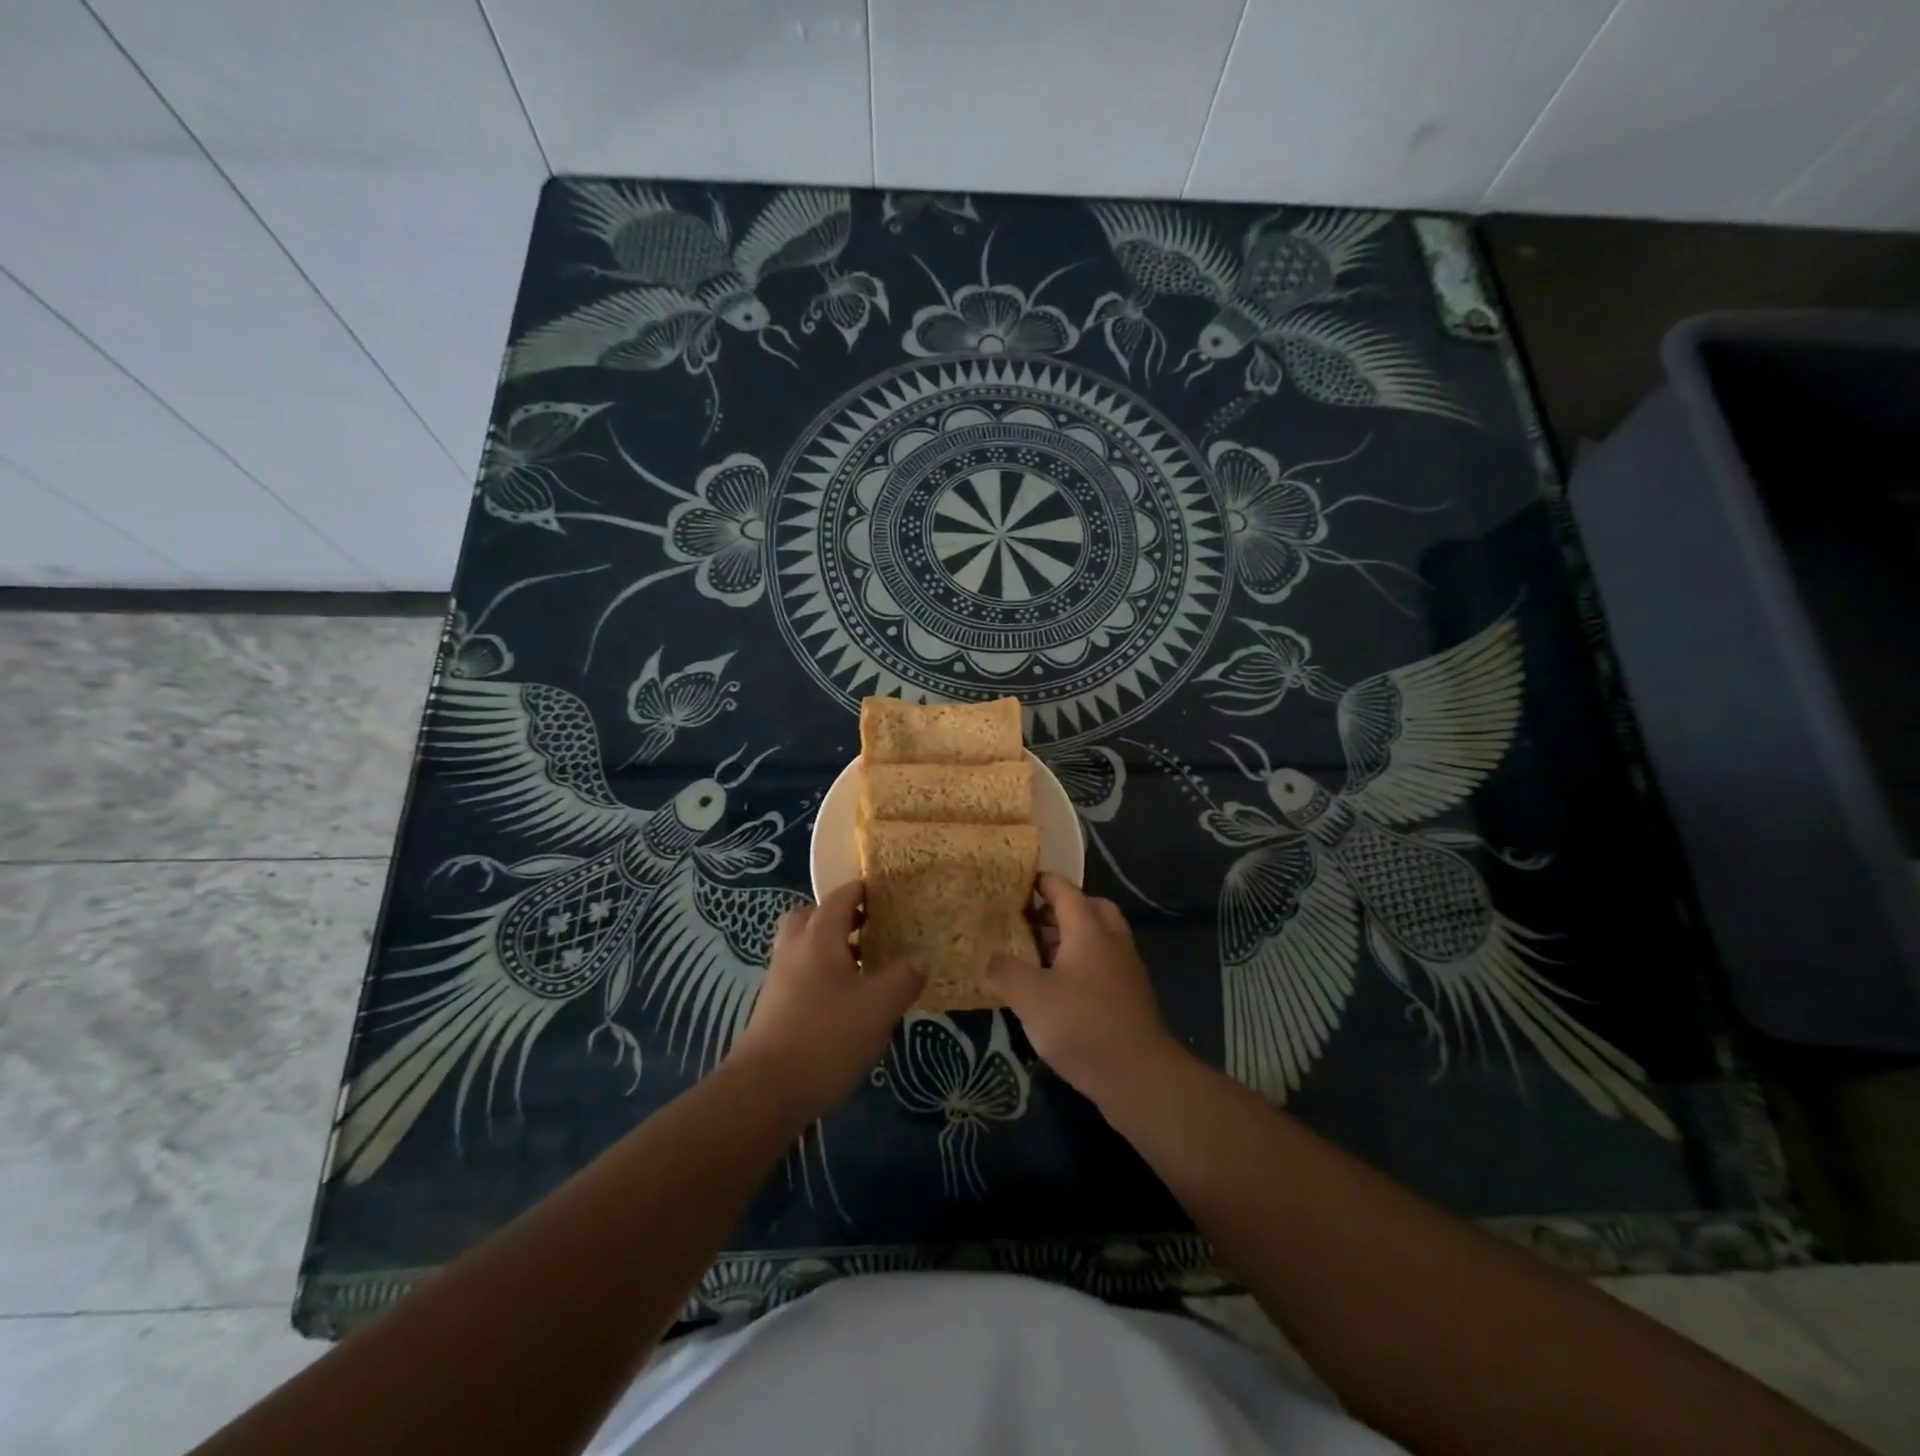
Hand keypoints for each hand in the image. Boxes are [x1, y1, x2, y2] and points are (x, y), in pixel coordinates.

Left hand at [726, 881, 924, 1121]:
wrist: (766, 1091)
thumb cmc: (827, 1036)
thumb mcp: (879, 1007)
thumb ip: (904, 978)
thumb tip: (921, 958)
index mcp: (819, 937)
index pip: (840, 898)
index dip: (861, 890)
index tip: (883, 892)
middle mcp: (794, 949)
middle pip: (810, 916)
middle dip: (837, 916)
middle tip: (867, 927)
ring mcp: (779, 979)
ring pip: (802, 946)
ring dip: (828, 947)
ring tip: (861, 965)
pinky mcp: (773, 1007)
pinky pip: (798, 973)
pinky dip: (819, 973)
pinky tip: (843, 1000)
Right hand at [986, 873, 1183, 1105]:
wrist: (1139, 1076)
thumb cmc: (1082, 1026)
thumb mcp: (1030, 998)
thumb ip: (1005, 971)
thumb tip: (991, 958)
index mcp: (1089, 929)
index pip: (1065, 890)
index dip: (1043, 882)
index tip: (1020, 881)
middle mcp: (1112, 940)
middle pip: (1089, 908)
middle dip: (1061, 908)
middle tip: (1032, 919)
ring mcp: (1126, 967)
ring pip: (1099, 936)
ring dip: (1072, 937)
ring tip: (1039, 954)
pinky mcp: (1131, 994)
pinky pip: (1104, 961)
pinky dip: (1083, 961)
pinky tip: (1061, 988)